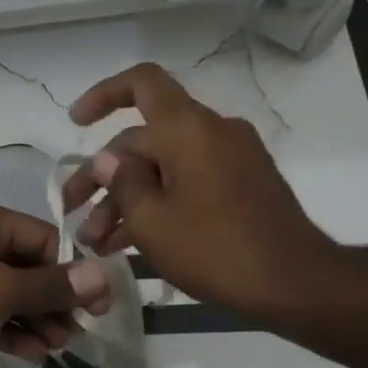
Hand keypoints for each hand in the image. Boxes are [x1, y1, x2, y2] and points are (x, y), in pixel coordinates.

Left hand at [0, 192, 111, 367]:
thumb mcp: (1, 289)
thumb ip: (53, 286)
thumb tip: (105, 277)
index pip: (41, 238)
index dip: (71, 272)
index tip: (95, 309)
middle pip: (23, 265)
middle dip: (51, 301)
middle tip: (73, 336)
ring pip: (2, 291)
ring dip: (30, 318)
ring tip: (54, 349)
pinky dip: (2, 327)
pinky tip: (27, 353)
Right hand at [63, 62, 352, 324]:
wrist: (295, 284)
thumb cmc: (214, 248)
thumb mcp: (151, 221)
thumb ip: (122, 182)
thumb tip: (106, 159)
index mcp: (189, 129)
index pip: (142, 84)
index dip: (103, 95)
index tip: (75, 123)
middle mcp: (211, 133)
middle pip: (142, 140)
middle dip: (102, 177)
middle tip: (72, 214)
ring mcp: (230, 160)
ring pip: (161, 168)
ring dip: (125, 199)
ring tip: (95, 242)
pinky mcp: (240, 186)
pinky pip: (186, 183)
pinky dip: (156, 204)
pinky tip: (126, 243)